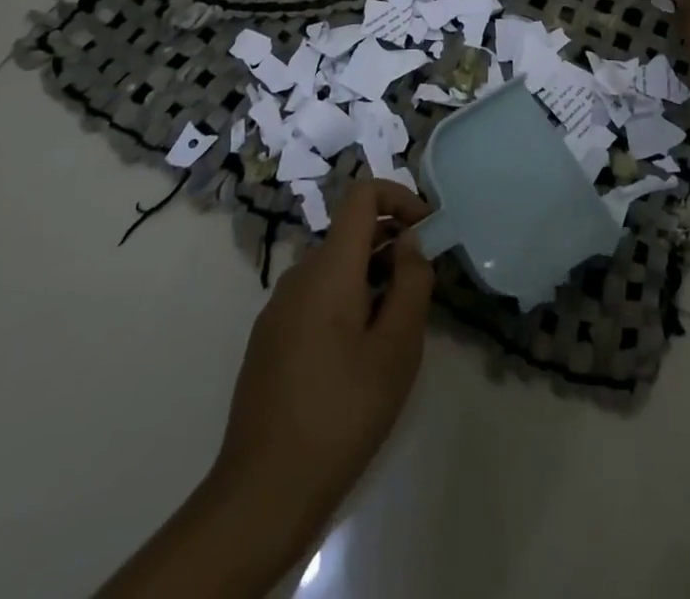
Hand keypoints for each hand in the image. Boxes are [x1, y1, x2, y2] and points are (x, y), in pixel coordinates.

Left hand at [211, 180, 434, 562]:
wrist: (262, 494)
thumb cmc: (341, 414)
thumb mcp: (396, 349)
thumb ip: (411, 283)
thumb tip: (411, 242)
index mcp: (328, 268)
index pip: (362, 195)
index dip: (399, 198)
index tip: (427, 231)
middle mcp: (299, 275)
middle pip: (351, 233)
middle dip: (392, 246)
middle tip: (422, 291)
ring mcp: (278, 308)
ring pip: (335, 268)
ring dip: (372, 278)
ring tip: (395, 331)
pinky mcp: (270, 339)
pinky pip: (316, 297)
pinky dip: (347, 302)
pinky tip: (359, 357)